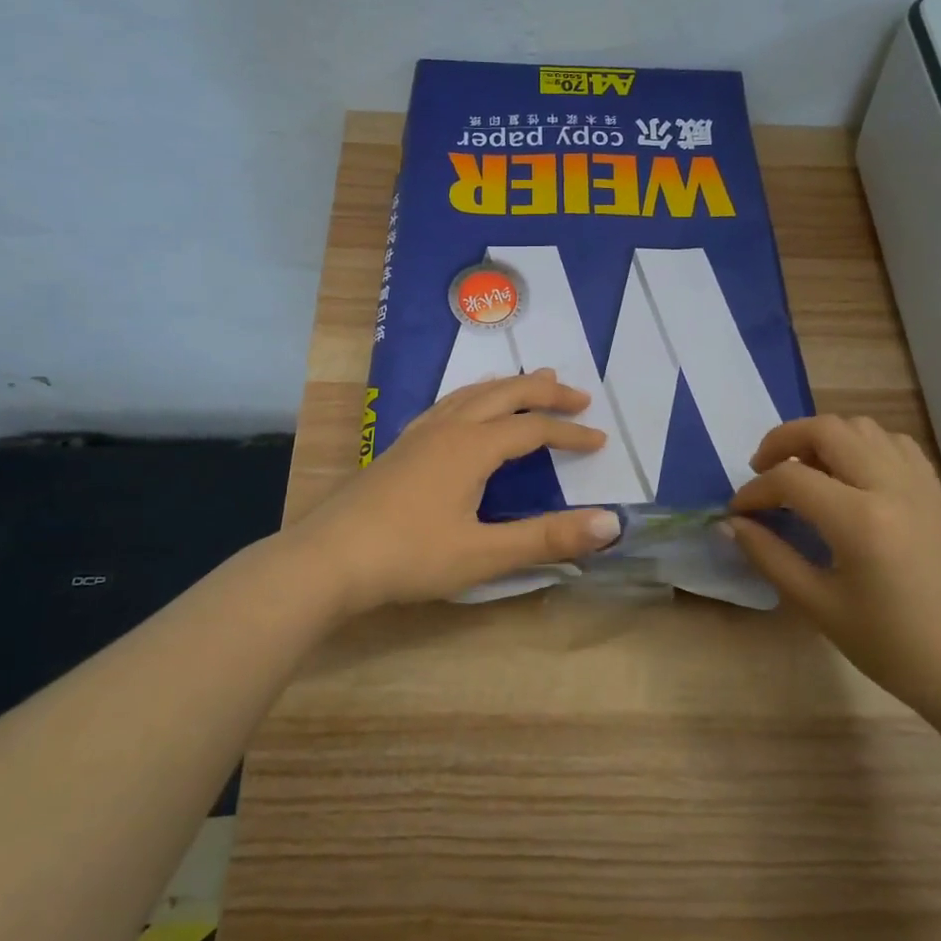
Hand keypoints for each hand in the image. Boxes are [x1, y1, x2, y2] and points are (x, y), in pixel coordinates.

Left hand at [288, 370, 623, 616]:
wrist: (329, 558)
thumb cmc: (409, 556)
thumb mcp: (485, 554)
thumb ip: (548, 538)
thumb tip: (612, 523)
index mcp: (472, 447)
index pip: (533, 428)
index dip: (570, 433)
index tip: (600, 440)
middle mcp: (448, 428)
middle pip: (504, 395)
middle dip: (544, 392)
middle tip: (578, 395)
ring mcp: (419, 434)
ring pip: (472, 394)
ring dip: (508, 386)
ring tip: (531, 382)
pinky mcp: (400, 446)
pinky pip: (448, 404)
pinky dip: (474, 396)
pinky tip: (467, 409)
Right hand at [727, 415, 940, 735]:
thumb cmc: (896, 651)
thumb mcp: (822, 609)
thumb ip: (771, 558)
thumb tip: (731, 525)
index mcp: (861, 520)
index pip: (790, 478)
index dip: (754, 491)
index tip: (738, 513)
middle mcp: (892, 487)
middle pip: (827, 429)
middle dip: (783, 441)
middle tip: (762, 471)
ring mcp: (921, 485)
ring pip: (863, 427)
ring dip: (824, 438)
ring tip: (805, 471)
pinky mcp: (939, 494)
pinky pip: (894, 444)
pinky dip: (862, 445)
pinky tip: (851, 477)